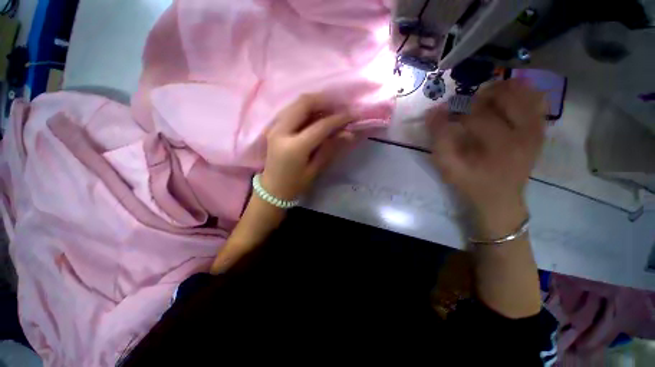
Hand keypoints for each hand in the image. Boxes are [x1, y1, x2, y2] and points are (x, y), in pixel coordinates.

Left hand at [261, 94, 355, 200]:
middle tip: (341, 106)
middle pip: (304, 103)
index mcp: (294, 147)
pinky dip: (307, 108)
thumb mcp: (315, 169)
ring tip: (331, 108)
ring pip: (297, 103)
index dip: (338, 118)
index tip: (353, 114)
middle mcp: (282, 131)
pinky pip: (292, 110)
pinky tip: (317, 114)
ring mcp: (275, 127)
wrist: (272, 189)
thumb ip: (330, 149)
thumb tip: (348, 134)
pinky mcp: (274, 127)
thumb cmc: (295, 184)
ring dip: (316, 102)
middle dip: (325, 100)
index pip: (320, 126)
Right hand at [427, 80, 545, 237]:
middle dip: (480, 96)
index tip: (445, 112)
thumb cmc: (471, 182)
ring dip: (501, 91)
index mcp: (500, 145)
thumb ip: (439, 139)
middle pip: (506, 96)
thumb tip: (434, 111)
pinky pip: (537, 101)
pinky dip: (522, 94)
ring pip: (524, 93)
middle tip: (465, 104)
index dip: (457, 109)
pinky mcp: (540, 131)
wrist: (500, 198)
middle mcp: (525, 133)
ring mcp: (537, 130)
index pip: (477, 115)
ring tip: (484, 100)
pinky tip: (505, 101)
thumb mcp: (448, 166)